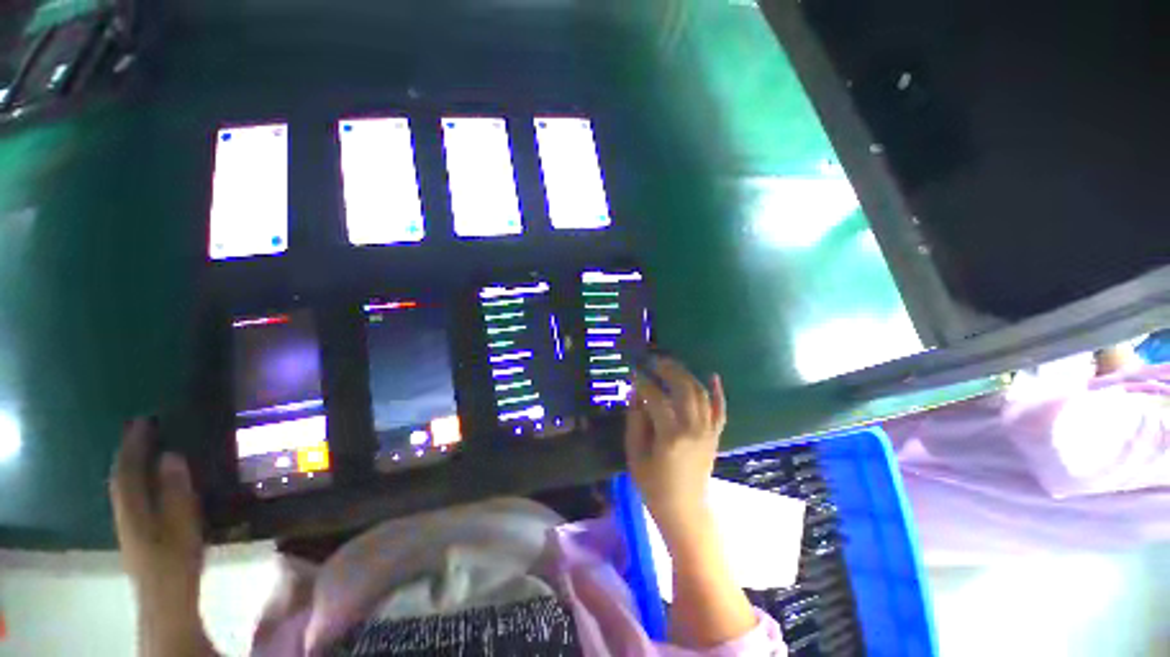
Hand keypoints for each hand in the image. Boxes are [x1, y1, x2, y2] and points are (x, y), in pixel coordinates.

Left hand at [109, 418, 204, 607]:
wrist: (165, 597)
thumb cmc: (176, 558)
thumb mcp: (182, 524)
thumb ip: (176, 491)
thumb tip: (171, 456)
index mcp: (133, 508)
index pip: (127, 470)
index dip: (133, 444)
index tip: (143, 420)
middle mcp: (125, 513)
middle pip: (121, 478)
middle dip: (130, 453)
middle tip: (145, 430)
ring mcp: (129, 525)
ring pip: (126, 489)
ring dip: (134, 467)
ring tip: (149, 449)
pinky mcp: (138, 534)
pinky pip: (134, 499)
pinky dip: (140, 483)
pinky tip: (153, 482)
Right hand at [624, 357, 725, 540]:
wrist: (685, 510)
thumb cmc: (654, 486)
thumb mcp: (635, 454)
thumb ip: (634, 421)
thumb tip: (634, 393)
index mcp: (670, 435)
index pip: (656, 398)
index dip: (643, 383)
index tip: (634, 372)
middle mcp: (693, 428)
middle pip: (683, 388)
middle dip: (668, 369)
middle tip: (654, 360)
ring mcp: (708, 431)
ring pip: (700, 394)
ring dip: (686, 374)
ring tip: (671, 364)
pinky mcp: (715, 435)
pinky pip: (720, 410)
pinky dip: (718, 392)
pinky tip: (713, 376)